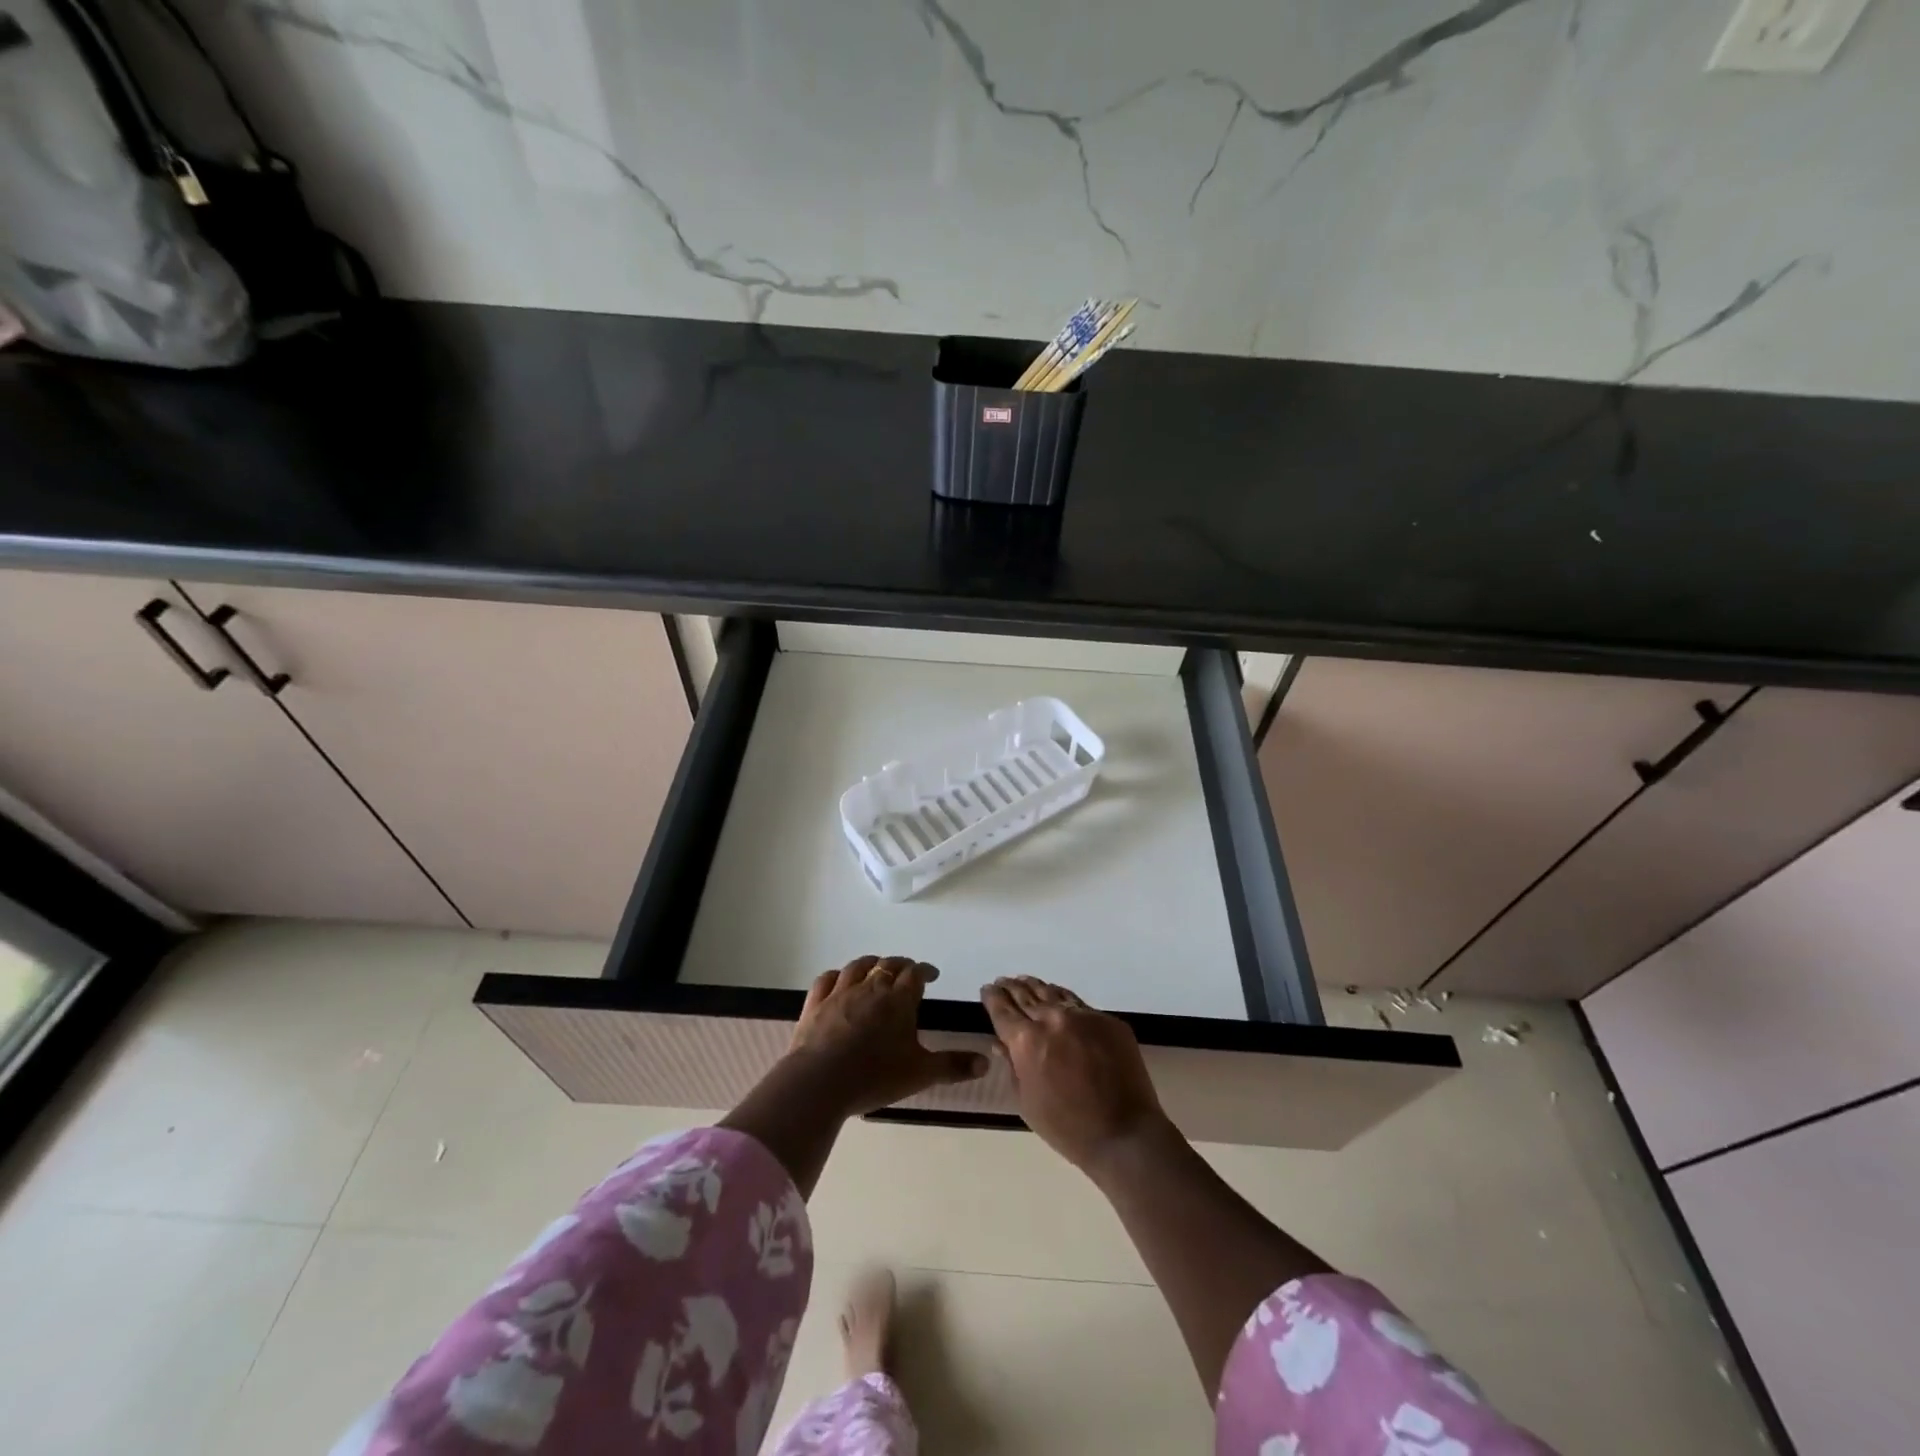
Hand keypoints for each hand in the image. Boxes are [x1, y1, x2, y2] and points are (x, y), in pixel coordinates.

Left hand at [783, 956, 988, 1117]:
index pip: (915, 974)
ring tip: (877, 967)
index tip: (932, 975)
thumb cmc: (875, 1076)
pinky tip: (839, 979)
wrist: (819, 1082)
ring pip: (858, 967)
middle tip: (907, 972)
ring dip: (871, 964)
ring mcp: (840, 993)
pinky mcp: (815, 1004)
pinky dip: (836, 975)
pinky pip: (827, 979)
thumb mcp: (921, 1074)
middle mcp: (870, 988)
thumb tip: (985, 1063)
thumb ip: (953, 1066)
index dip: (925, 971)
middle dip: (900, 965)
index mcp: (898, 1000)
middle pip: (888, 965)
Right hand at [981, 976, 1168, 1172]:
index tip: (987, 989)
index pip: (1002, 1010)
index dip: (992, 997)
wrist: (1125, 1134)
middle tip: (1003, 982)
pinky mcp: (1107, 1020)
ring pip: (1053, 993)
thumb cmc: (1067, 1128)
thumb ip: (1012, 1067)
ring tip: (1026, 982)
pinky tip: (1058, 998)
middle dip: (1011, 988)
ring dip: (1036, 987)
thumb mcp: (1026, 1103)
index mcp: (1026, 1041)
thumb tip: (1001, 1043)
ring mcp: (1083, 1016)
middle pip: (1026, 995)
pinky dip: (1062, 998)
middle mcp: (1052, 1019)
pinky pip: (1078, 1004)